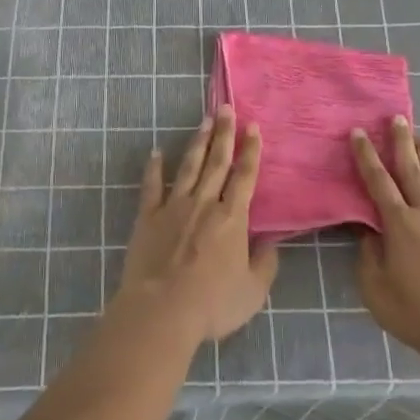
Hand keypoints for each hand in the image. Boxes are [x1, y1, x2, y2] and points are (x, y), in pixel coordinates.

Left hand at [119, 106, 279, 344]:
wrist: (161, 310)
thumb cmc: (212, 304)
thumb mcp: (252, 291)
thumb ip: (265, 265)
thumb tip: (272, 244)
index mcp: (232, 218)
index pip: (245, 176)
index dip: (250, 151)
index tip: (253, 127)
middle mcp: (204, 203)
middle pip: (217, 162)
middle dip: (224, 133)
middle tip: (226, 108)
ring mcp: (174, 207)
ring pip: (189, 166)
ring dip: (198, 143)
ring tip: (204, 121)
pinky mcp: (148, 217)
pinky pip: (152, 186)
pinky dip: (154, 168)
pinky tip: (156, 153)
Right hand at [351, 117, 419, 368]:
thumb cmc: (416, 313)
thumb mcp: (376, 289)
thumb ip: (369, 256)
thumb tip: (369, 233)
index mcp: (399, 223)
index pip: (378, 181)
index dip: (367, 155)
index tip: (359, 132)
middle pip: (412, 170)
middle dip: (402, 142)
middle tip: (398, 118)